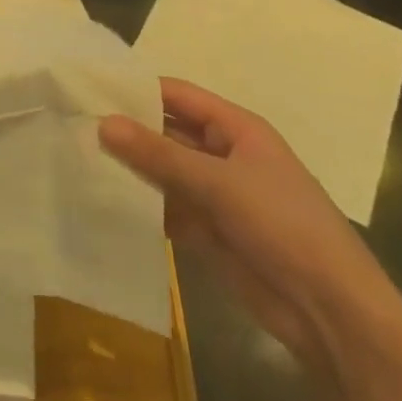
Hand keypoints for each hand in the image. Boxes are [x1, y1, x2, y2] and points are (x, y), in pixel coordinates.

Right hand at [100, 79, 401, 377]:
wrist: (329, 312)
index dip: (136, 90)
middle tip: (72, 125)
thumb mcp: (217, 183)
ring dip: (129, 169)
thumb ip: (158, 154)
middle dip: (126, 130)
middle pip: (166, 132)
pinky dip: (138, 205)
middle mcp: (223, 155)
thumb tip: (102, 123)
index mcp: (236, 129)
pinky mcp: (206, 230)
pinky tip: (100, 201)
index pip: (177, 95)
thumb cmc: (282, 226)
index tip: (88, 88)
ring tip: (75, 159)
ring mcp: (214, 194)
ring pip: (162, 171)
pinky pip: (165, 207)